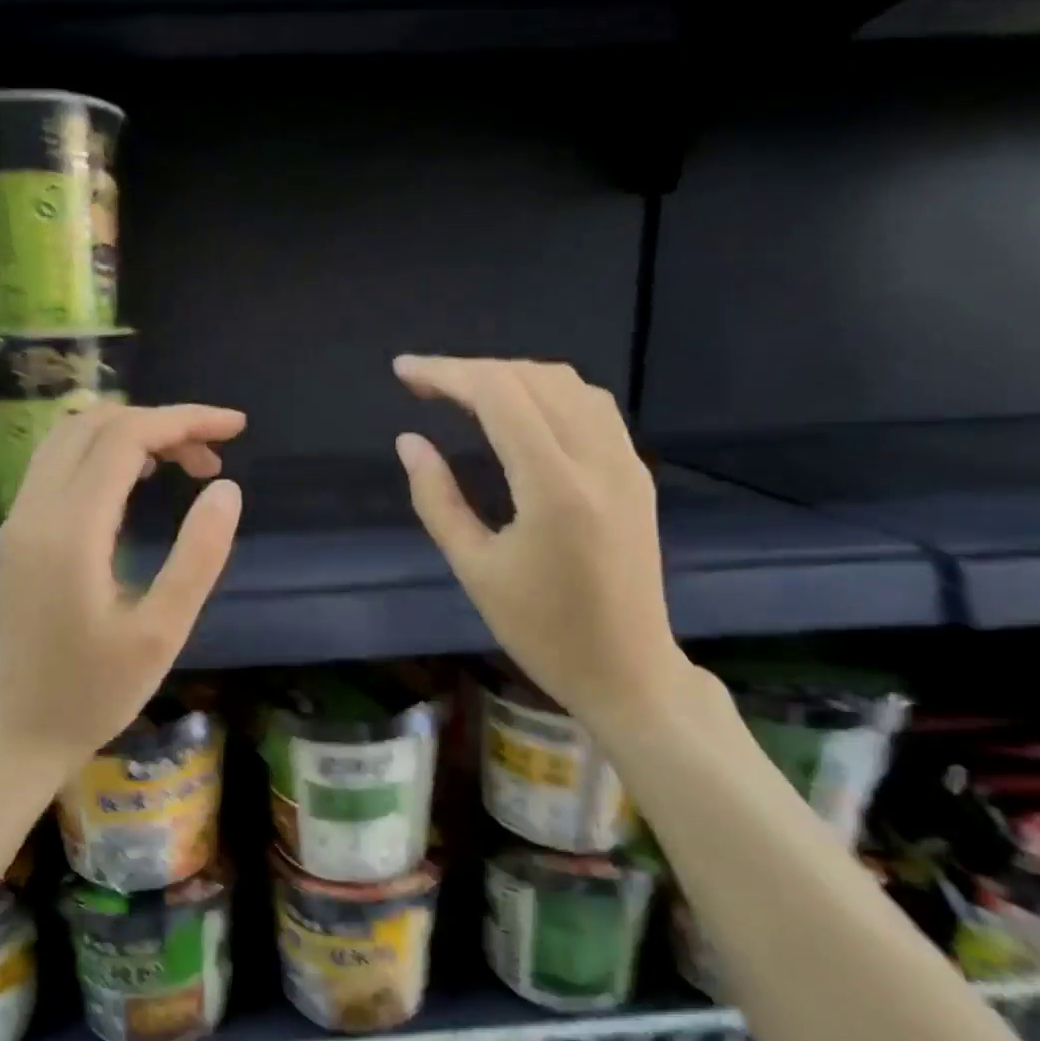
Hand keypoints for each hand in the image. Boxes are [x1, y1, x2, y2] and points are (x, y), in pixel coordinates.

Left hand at [0, 403, 244, 781]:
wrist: (20, 734)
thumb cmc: (96, 692)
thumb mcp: (162, 632)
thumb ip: (198, 555)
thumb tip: (226, 488)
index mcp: (70, 529)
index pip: (126, 437)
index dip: (184, 420)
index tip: (236, 428)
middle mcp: (35, 510)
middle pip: (95, 424)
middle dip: (161, 423)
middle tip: (214, 456)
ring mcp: (19, 520)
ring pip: (71, 437)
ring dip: (131, 433)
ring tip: (184, 462)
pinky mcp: (18, 535)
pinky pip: (58, 464)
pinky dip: (104, 452)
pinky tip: (139, 479)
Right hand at [392, 356, 690, 727]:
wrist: (626, 670)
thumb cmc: (541, 631)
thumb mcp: (474, 570)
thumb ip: (437, 499)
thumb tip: (409, 442)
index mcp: (555, 487)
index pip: (499, 396)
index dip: (446, 373)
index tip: (403, 372)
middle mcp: (598, 460)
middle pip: (533, 378)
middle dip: (472, 370)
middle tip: (423, 384)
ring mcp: (626, 463)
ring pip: (568, 384)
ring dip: (512, 376)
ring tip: (464, 392)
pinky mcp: (636, 474)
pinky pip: (591, 407)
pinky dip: (546, 393)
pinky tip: (518, 412)